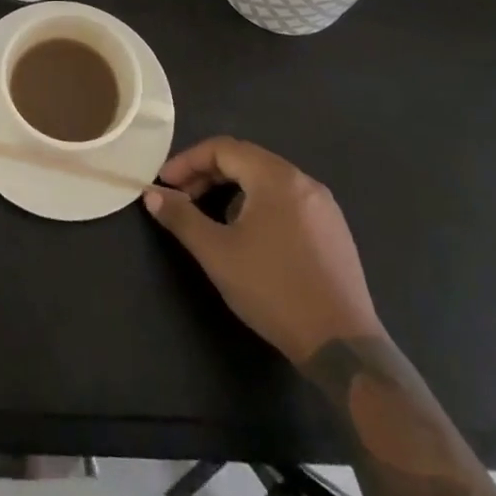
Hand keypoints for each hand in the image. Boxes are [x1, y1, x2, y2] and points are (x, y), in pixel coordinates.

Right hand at [145, 136, 382, 362]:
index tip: (165, 184)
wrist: (342, 347)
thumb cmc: (274, 290)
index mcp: (276, 177)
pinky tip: (249, 236)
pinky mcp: (334, 230)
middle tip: (182, 198)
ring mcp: (324, 206)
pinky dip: (258, 204)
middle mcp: (303, 181)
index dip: (188, 161)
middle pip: (246, 160)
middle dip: (208, 175)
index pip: (223, 149)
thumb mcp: (217, 253)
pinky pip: (287, 200)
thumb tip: (152, 194)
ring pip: (266, 180)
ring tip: (211, 218)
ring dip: (232, 190)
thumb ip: (182, 218)